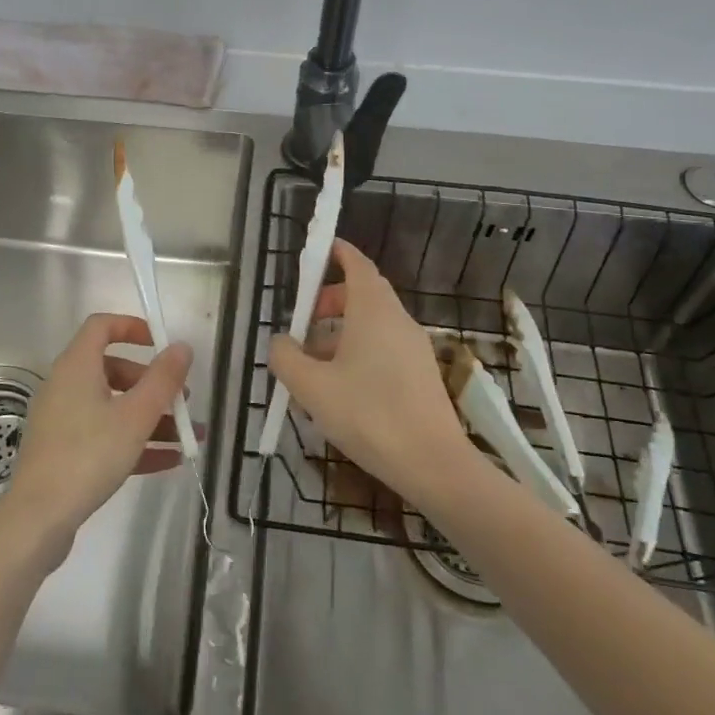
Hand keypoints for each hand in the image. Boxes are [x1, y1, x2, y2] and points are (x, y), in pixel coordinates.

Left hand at [0, 314, 193, 558]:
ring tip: (188, 436)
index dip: (132, 327)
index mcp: (77, 366)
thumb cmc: (88, 455)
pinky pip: (104, 435)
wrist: (38, 518)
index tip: (161, 343)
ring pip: (112, 406)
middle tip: (182, 400)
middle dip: (152, 383)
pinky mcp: (64, 451)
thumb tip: (181, 346)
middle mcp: (65, 386)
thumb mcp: (136, 416)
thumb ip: (163, 379)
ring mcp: (62, 420)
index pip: (101, 326)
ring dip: (151, 417)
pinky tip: (169, 461)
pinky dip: (134, 441)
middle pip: (112, 369)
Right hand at [268, 240, 474, 505]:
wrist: (432, 463)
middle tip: (301, 323)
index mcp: (373, 310)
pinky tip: (339, 390)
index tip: (318, 251)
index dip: (337, 252)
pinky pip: (383, 347)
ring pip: (371, 325)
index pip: (357, 264)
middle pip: (362, 294)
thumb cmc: (368, 415)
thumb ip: (286, 357)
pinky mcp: (420, 373)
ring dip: (339, 333)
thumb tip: (281, 342)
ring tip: (312, 366)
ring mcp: (413, 347)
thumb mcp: (311, 387)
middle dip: (328, 301)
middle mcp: (397, 320)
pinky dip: (357, 352)